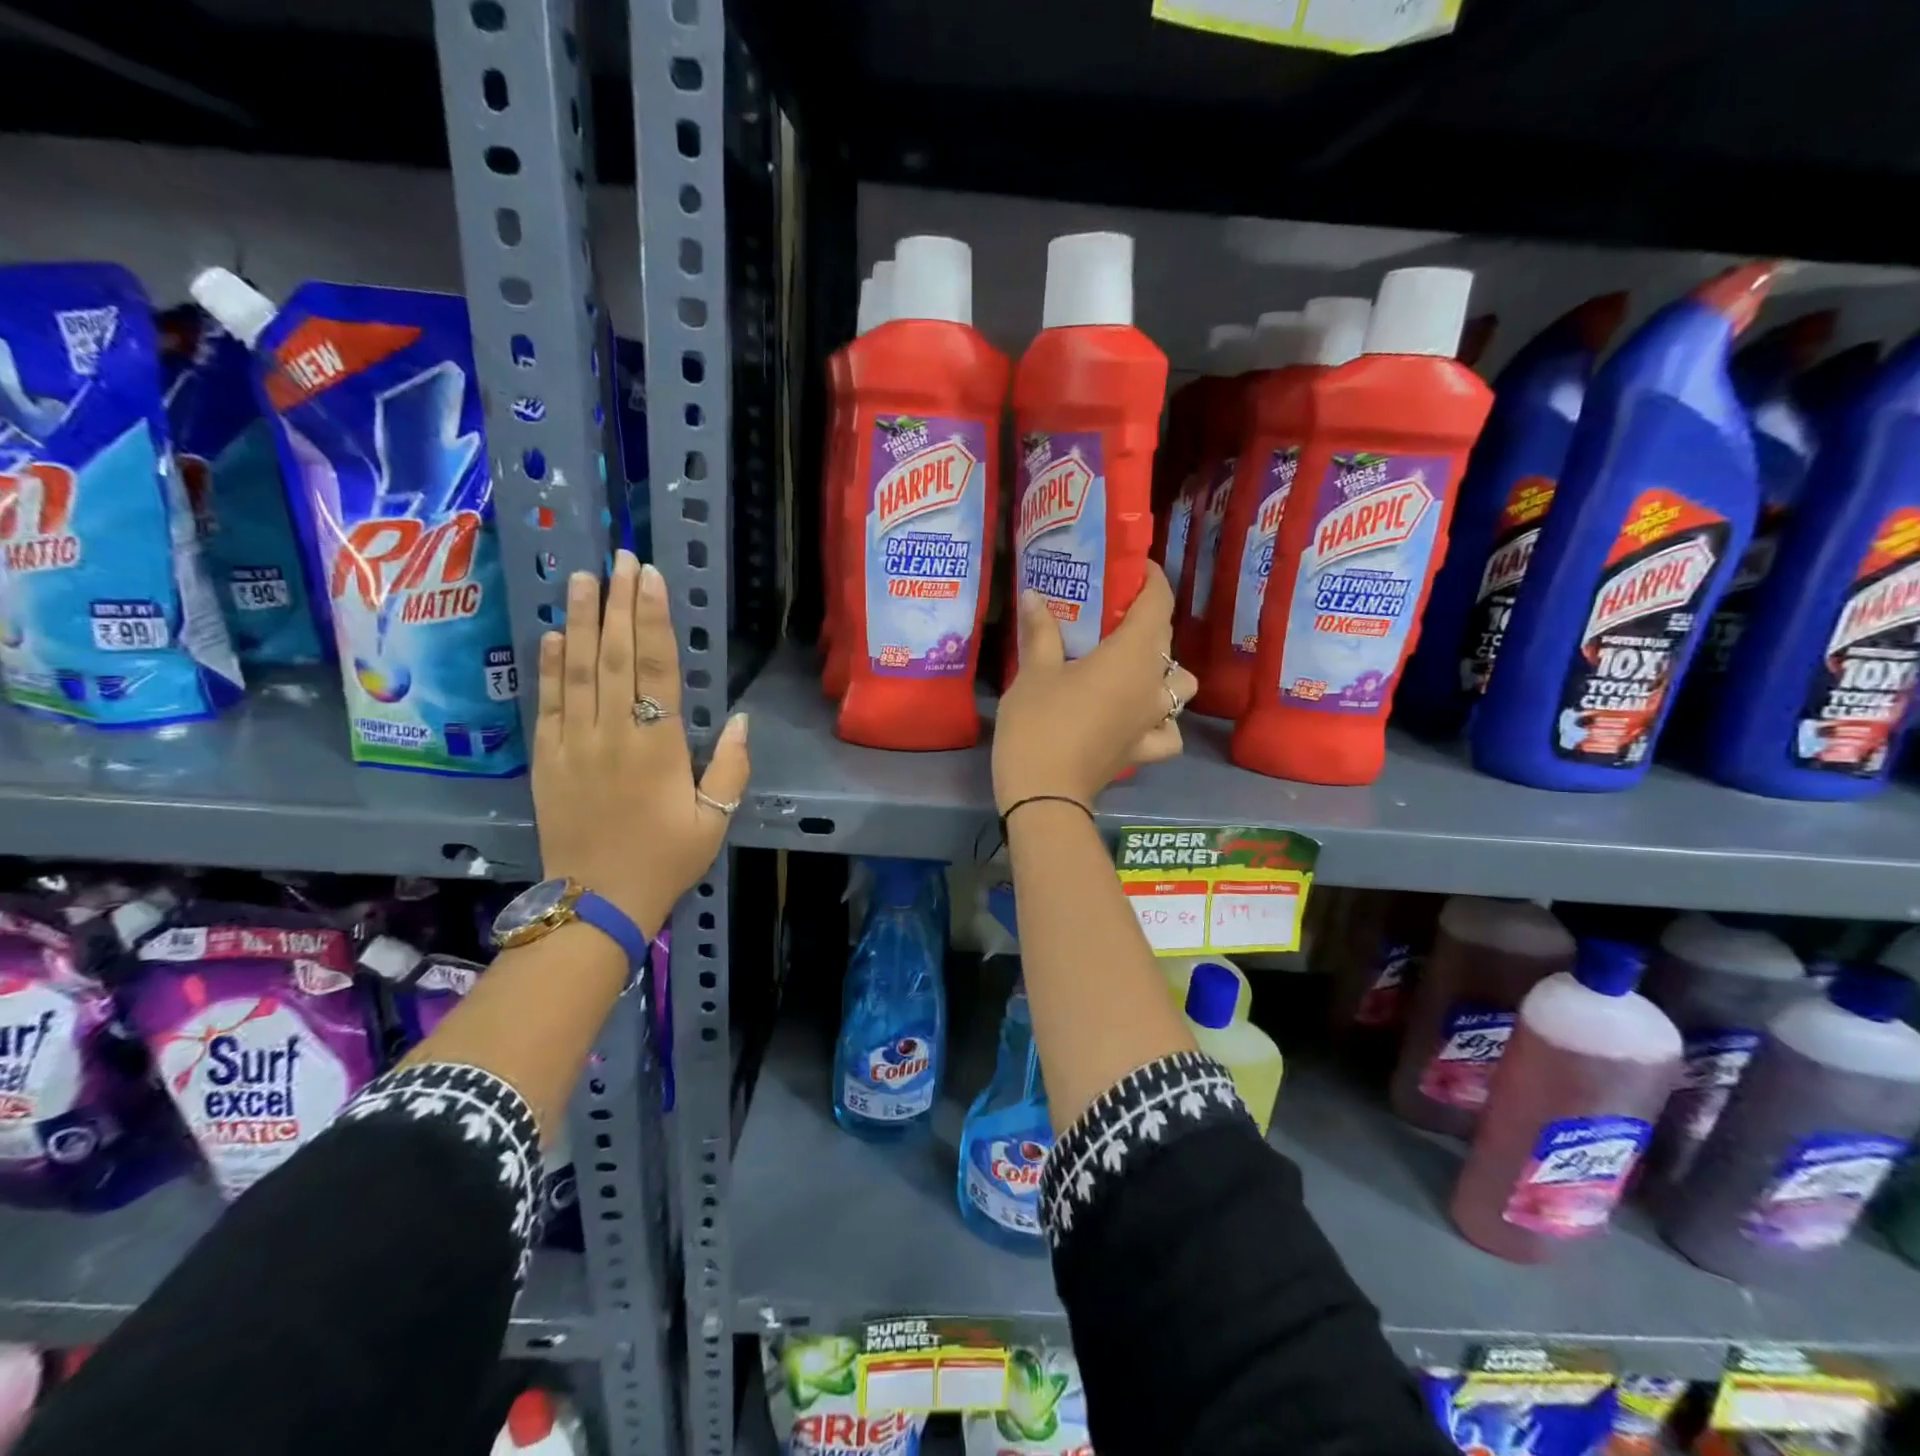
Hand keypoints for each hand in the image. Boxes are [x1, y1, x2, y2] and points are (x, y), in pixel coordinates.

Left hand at [533, 550, 748, 937]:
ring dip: (583, 621)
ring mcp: (574, 744)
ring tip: (584, 578)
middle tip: (620, 557)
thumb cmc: (665, 860)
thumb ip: (730, 768)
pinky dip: (551, 666)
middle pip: (617, 657)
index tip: (650, 578)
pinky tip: (557, 633)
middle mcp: (613, 734)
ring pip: (579, 670)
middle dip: (619, 603)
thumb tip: (737, 719)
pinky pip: (547, 703)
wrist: (597, 902)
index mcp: (658, 748)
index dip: (655, 620)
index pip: (657, 669)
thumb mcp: (715, 820)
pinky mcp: (546, 759)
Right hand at [992, 564, 1199, 812]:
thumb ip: (1040, 631)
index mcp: (1132, 656)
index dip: (1151, 579)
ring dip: (1165, 672)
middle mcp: (1153, 684)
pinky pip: (1167, 731)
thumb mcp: (1034, 672)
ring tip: (1134, 668)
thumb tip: (1033, 595)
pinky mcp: (1143, 750)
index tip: (1132, 568)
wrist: (1044, 794)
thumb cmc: (1039, 723)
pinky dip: (1161, 722)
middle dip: (1147, 620)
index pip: (1158, 604)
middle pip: (1166, 640)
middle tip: (1114, 614)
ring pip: (1180, 687)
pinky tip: (1140, 718)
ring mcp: (1152, 720)